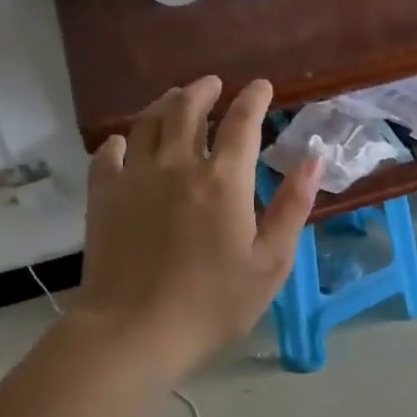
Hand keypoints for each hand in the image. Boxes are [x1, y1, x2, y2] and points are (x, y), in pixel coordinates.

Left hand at [75, 76, 319, 380]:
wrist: (134, 331)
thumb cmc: (214, 303)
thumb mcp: (271, 262)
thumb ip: (293, 207)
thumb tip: (313, 160)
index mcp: (224, 180)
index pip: (242, 123)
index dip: (254, 99)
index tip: (262, 86)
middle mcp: (177, 165)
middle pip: (187, 109)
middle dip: (204, 91)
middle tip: (214, 84)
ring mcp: (134, 177)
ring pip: (148, 122)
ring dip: (165, 104)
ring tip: (175, 99)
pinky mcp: (103, 197)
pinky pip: (109, 154)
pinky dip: (121, 141)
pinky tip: (124, 142)